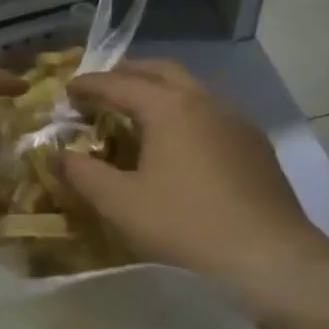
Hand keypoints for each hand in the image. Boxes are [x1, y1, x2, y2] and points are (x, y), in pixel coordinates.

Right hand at [61, 60, 328, 314]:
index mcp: (168, 106)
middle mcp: (204, 100)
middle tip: (102, 90)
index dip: (89, 85)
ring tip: (137, 112)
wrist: (271, 259)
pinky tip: (180, 140)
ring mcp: (236, 119)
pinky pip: (211, 110)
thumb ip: (82, 174)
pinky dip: (184, 110)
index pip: (118, 83)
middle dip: (127, 74)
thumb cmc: (186, 227)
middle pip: (159, 70)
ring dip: (159, 89)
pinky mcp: (255, 143)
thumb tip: (57, 154)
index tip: (67, 91)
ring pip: (190, 87)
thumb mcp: (121, 204)